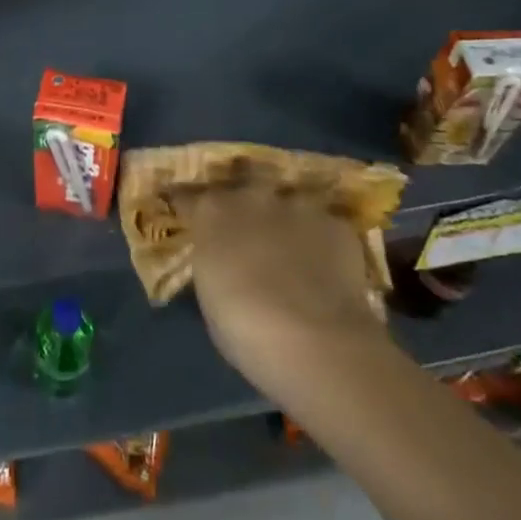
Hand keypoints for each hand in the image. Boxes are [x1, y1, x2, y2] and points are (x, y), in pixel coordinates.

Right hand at [180, 179, 385, 413]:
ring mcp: (297, 206)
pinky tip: (326, 266)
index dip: (187, 203)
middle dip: (245, 188)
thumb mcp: (210, 296)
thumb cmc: (245, 329)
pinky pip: (323, 225)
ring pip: (289, 199)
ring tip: (292, 241)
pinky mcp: (335, 225)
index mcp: (212, 213)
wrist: (315, 341)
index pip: (188, 195)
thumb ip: (214, 265)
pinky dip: (321, 241)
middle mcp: (252, 197)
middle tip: (248, 213)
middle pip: (244, 177)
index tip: (184, 209)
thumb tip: (222, 261)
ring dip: (286, 215)